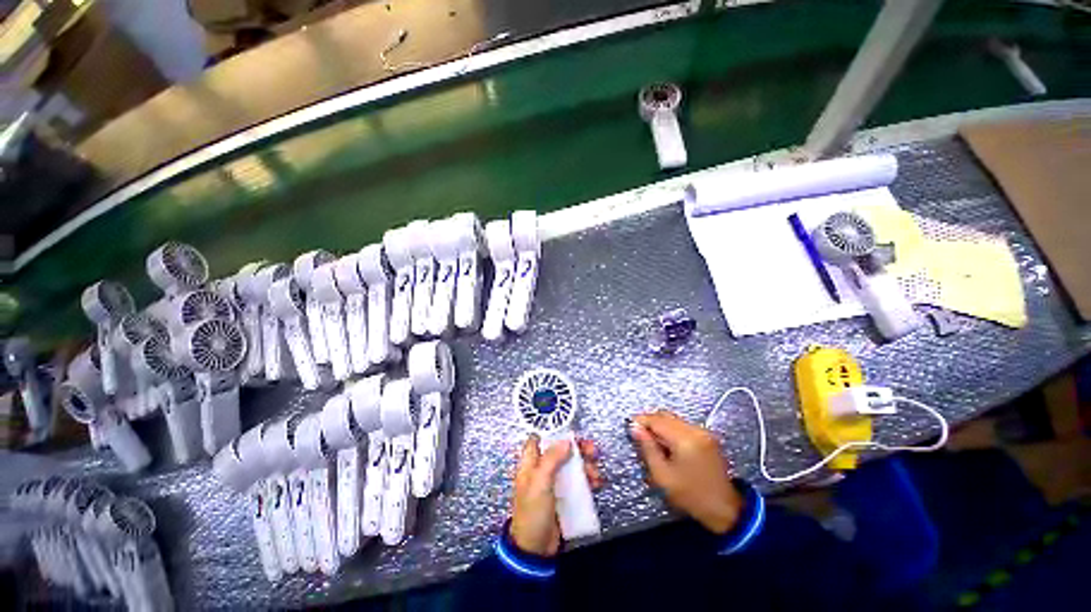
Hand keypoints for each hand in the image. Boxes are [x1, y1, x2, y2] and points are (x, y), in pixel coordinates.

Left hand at [510, 436, 602, 555]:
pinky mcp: (565, 495)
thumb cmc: (532, 513)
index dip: (553, 432)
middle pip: (561, 450)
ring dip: (586, 465)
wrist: (536, 550)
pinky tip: (597, 483)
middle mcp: (542, 469)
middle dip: (577, 448)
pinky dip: (588, 479)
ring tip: (595, 472)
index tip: (570, 430)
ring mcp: (555, 482)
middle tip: (591, 450)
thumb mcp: (539, 483)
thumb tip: (565, 440)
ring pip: (572, 464)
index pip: (539, 438)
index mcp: (530, 463)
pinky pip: (578, 481)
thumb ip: (551, 459)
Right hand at [630, 410, 743, 534]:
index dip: (641, 420)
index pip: (657, 420)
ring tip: (653, 442)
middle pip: (665, 415)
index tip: (629, 425)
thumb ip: (647, 448)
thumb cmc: (690, 496)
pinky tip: (668, 444)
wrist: (725, 510)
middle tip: (639, 435)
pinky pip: (683, 425)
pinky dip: (671, 430)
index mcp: (685, 439)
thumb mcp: (662, 475)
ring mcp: (704, 432)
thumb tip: (634, 427)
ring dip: (661, 425)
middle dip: (650, 422)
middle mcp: (695, 430)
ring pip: (674, 419)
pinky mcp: (708, 436)